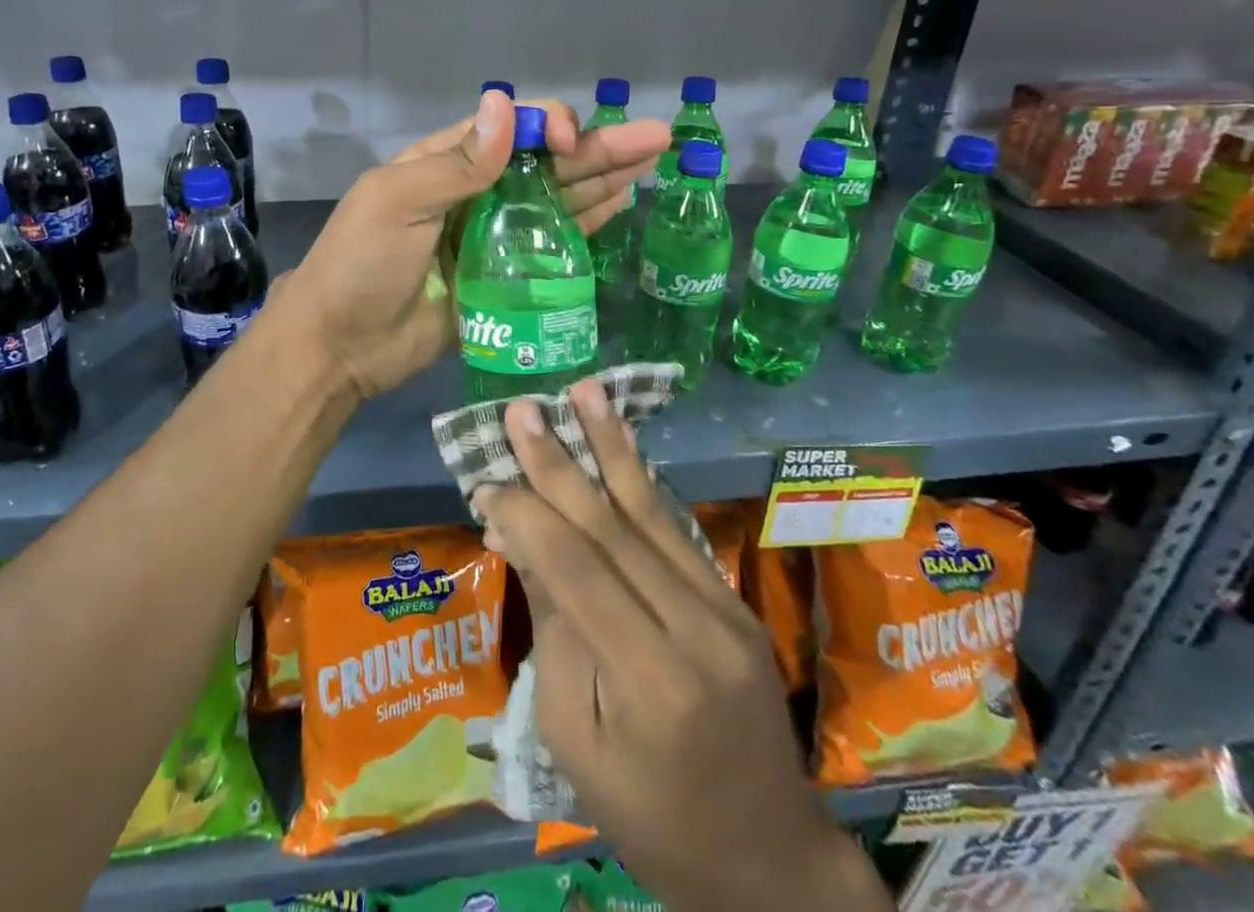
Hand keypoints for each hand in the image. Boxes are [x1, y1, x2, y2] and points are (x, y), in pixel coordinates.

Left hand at [279, 90, 667, 399]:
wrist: (341, 346)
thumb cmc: (361, 265)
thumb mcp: (397, 202)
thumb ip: (457, 163)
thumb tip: (503, 104)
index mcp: (445, 162)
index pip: (510, 129)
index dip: (547, 127)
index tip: (569, 144)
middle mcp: (476, 192)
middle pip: (546, 163)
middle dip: (598, 148)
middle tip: (657, 137)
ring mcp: (494, 236)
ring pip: (557, 200)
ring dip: (603, 180)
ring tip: (653, 162)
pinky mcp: (506, 278)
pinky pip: (552, 246)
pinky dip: (587, 224)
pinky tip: (620, 205)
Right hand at [477, 381, 890, 911]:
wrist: (767, 861)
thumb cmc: (652, 819)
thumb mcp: (576, 741)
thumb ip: (555, 631)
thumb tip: (522, 538)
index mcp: (648, 681)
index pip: (575, 570)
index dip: (527, 516)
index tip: (486, 480)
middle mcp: (693, 628)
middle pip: (612, 527)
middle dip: (560, 462)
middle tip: (522, 410)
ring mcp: (723, 609)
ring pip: (650, 512)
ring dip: (611, 446)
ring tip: (585, 391)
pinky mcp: (734, 600)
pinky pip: (676, 529)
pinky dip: (640, 481)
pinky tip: (620, 442)